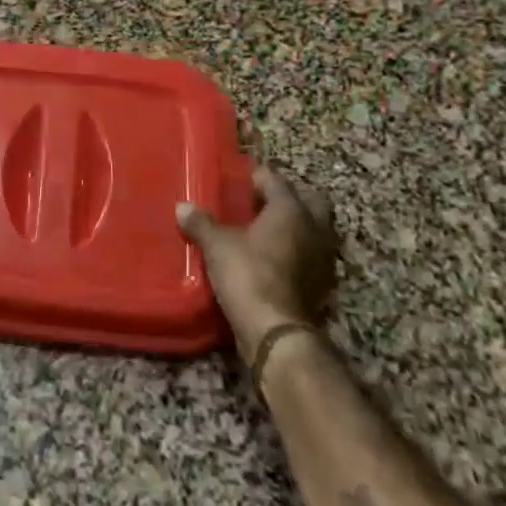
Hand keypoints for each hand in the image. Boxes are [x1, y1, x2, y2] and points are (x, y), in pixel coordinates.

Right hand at [178, 166, 338, 362]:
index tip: (239, 178)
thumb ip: (201, 223)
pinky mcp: (322, 283)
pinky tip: (274, 257)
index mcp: (291, 209)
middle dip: (290, 196)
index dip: (257, 175)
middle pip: (311, 200)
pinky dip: (297, 251)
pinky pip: (311, 255)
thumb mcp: (216, 245)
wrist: (274, 330)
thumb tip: (182, 207)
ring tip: (267, 230)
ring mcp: (323, 257)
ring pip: (315, 229)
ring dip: (297, 226)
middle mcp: (314, 228)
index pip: (276, 179)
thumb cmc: (247, 274)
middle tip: (262, 201)